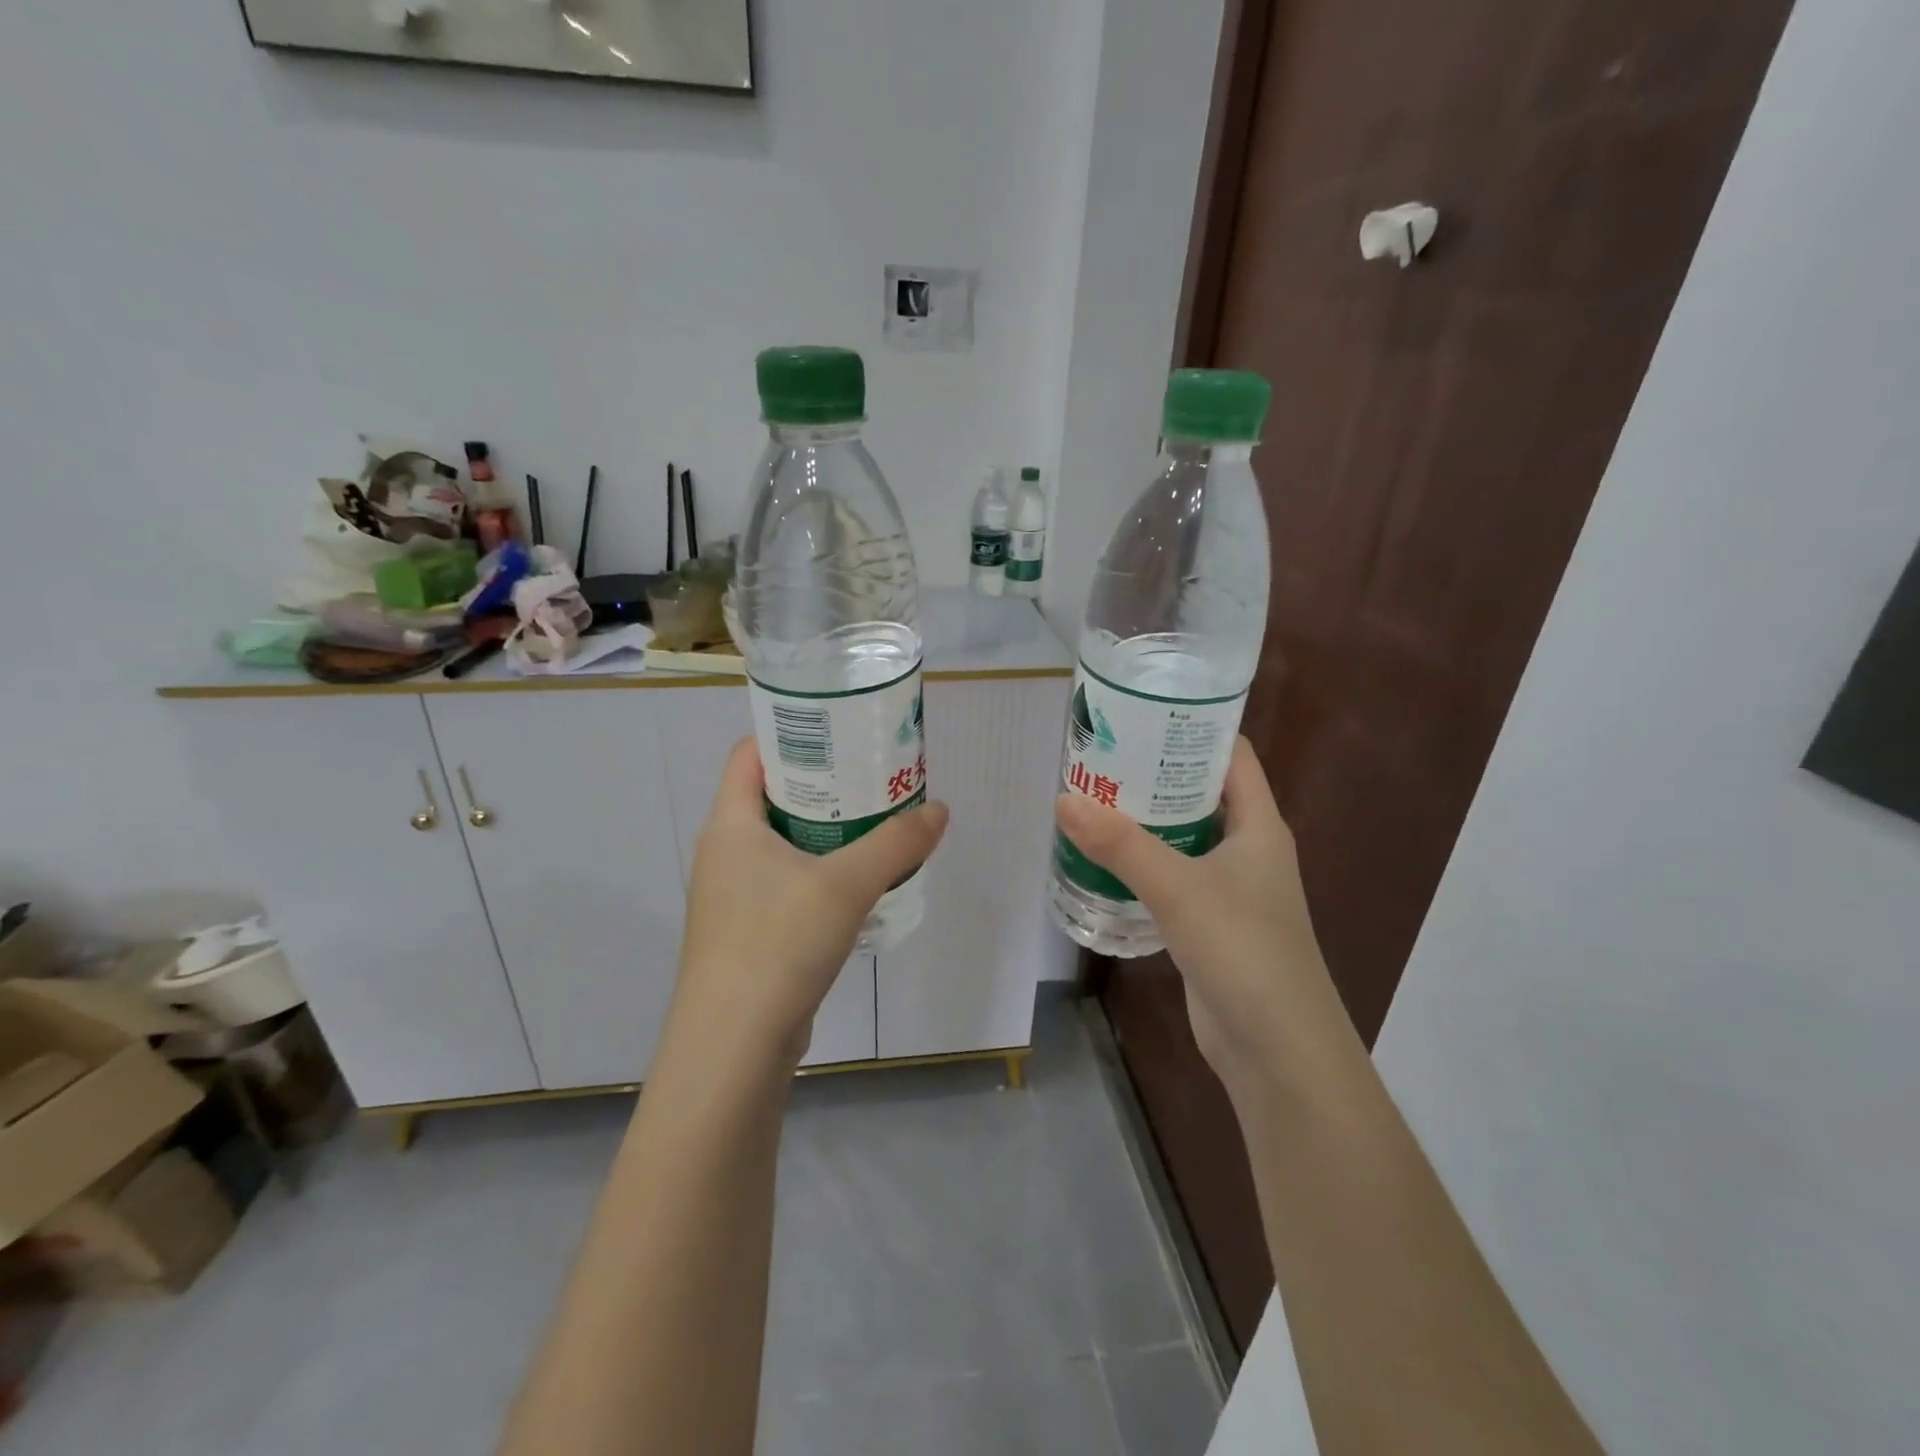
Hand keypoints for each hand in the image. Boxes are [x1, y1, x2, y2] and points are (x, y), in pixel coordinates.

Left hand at [668, 738, 948, 1071]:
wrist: (733, 1047)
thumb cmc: (778, 943)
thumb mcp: (846, 885)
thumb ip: (897, 843)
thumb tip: (939, 810)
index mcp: (731, 824)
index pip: (749, 754)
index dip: (791, 734)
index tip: (841, 732)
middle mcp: (723, 852)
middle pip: (771, 795)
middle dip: (823, 783)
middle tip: (873, 777)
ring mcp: (731, 895)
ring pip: (781, 843)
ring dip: (824, 832)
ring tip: (874, 825)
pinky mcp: (746, 932)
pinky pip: (785, 883)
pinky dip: (818, 873)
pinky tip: (857, 885)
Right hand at [1055, 737, 1350, 1092]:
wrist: (1277, 1050)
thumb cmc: (1243, 950)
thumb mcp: (1178, 887)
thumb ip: (1121, 844)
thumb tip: (1064, 799)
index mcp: (1259, 825)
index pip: (1233, 755)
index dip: (1196, 727)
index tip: (1144, 711)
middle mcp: (1249, 850)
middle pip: (1202, 793)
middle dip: (1156, 773)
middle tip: (1101, 754)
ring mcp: (1231, 889)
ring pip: (1184, 837)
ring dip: (1145, 821)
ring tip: (1093, 798)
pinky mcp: (1210, 924)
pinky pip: (1173, 878)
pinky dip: (1143, 864)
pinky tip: (1104, 860)